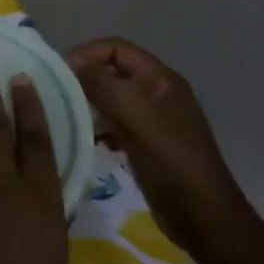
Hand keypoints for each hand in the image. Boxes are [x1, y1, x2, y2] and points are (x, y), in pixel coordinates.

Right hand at [67, 37, 252, 252]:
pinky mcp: (150, 144)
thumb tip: (74, 65)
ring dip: (92, 104)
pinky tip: (93, 142)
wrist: (202, 216)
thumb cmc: (170, 160)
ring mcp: (156, 120)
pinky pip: (119, 123)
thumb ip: (102, 84)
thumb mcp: (134, 116)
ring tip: (72, 119)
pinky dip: (102, 127)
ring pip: (114, 98)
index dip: (87, 54)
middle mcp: (159, 93)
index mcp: (161, 79)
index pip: (116, 47)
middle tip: (61, 97)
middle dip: (86, 79)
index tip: (61, 75)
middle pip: (114, 71)